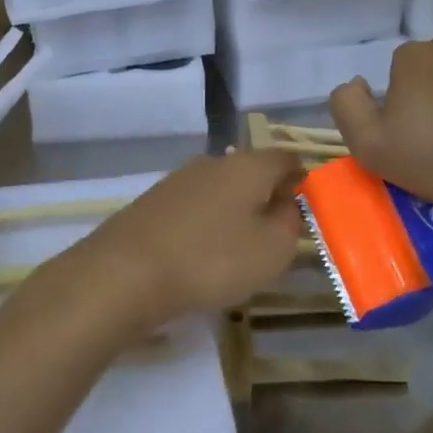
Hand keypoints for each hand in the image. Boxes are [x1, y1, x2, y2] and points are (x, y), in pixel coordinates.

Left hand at [64, 150, 305, 335]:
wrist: (125, 273)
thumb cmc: (211, 260)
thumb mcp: (272, 250)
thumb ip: (290, 223)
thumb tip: (287, 204)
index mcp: (247, 166)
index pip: (286, 159)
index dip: (302, 180)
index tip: (308, 209)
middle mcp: (212, 162)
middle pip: (251, 173)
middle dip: (266, 199)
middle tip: (274, 237)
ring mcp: (177, 180)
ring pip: (220, 191)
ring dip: (234, 214)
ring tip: (237, 252)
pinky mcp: (152, 203)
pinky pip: (193, 209)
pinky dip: (205, 226)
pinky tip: (201, 256)